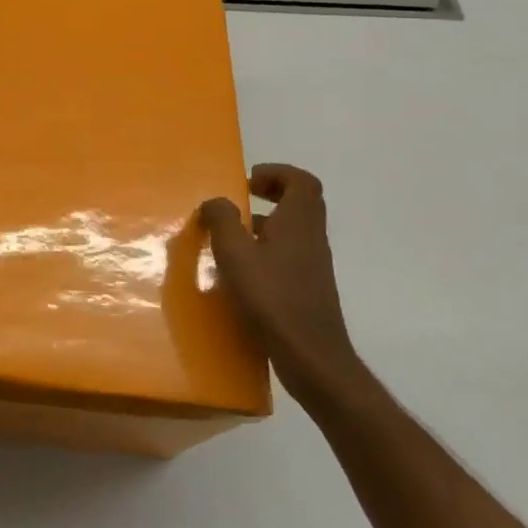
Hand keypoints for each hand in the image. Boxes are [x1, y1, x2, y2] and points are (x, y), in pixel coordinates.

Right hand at [200, 164, 361, 396]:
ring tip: (231, 236)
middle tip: (240, 201)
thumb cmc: (271, 297)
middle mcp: (311, 238)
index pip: (301, 181)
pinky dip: (267, 250)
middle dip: (271, 194)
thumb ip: (221, 221)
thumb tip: (215, 201)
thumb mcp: (235, 254)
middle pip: (301, 202)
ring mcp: (313, 265)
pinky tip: (241, 271)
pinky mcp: (307, 288)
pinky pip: (289, 254)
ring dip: (266, 223)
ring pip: (293, 230)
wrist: (310, 354)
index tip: (247, 181)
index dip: (276, 173)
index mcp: (298, 222)